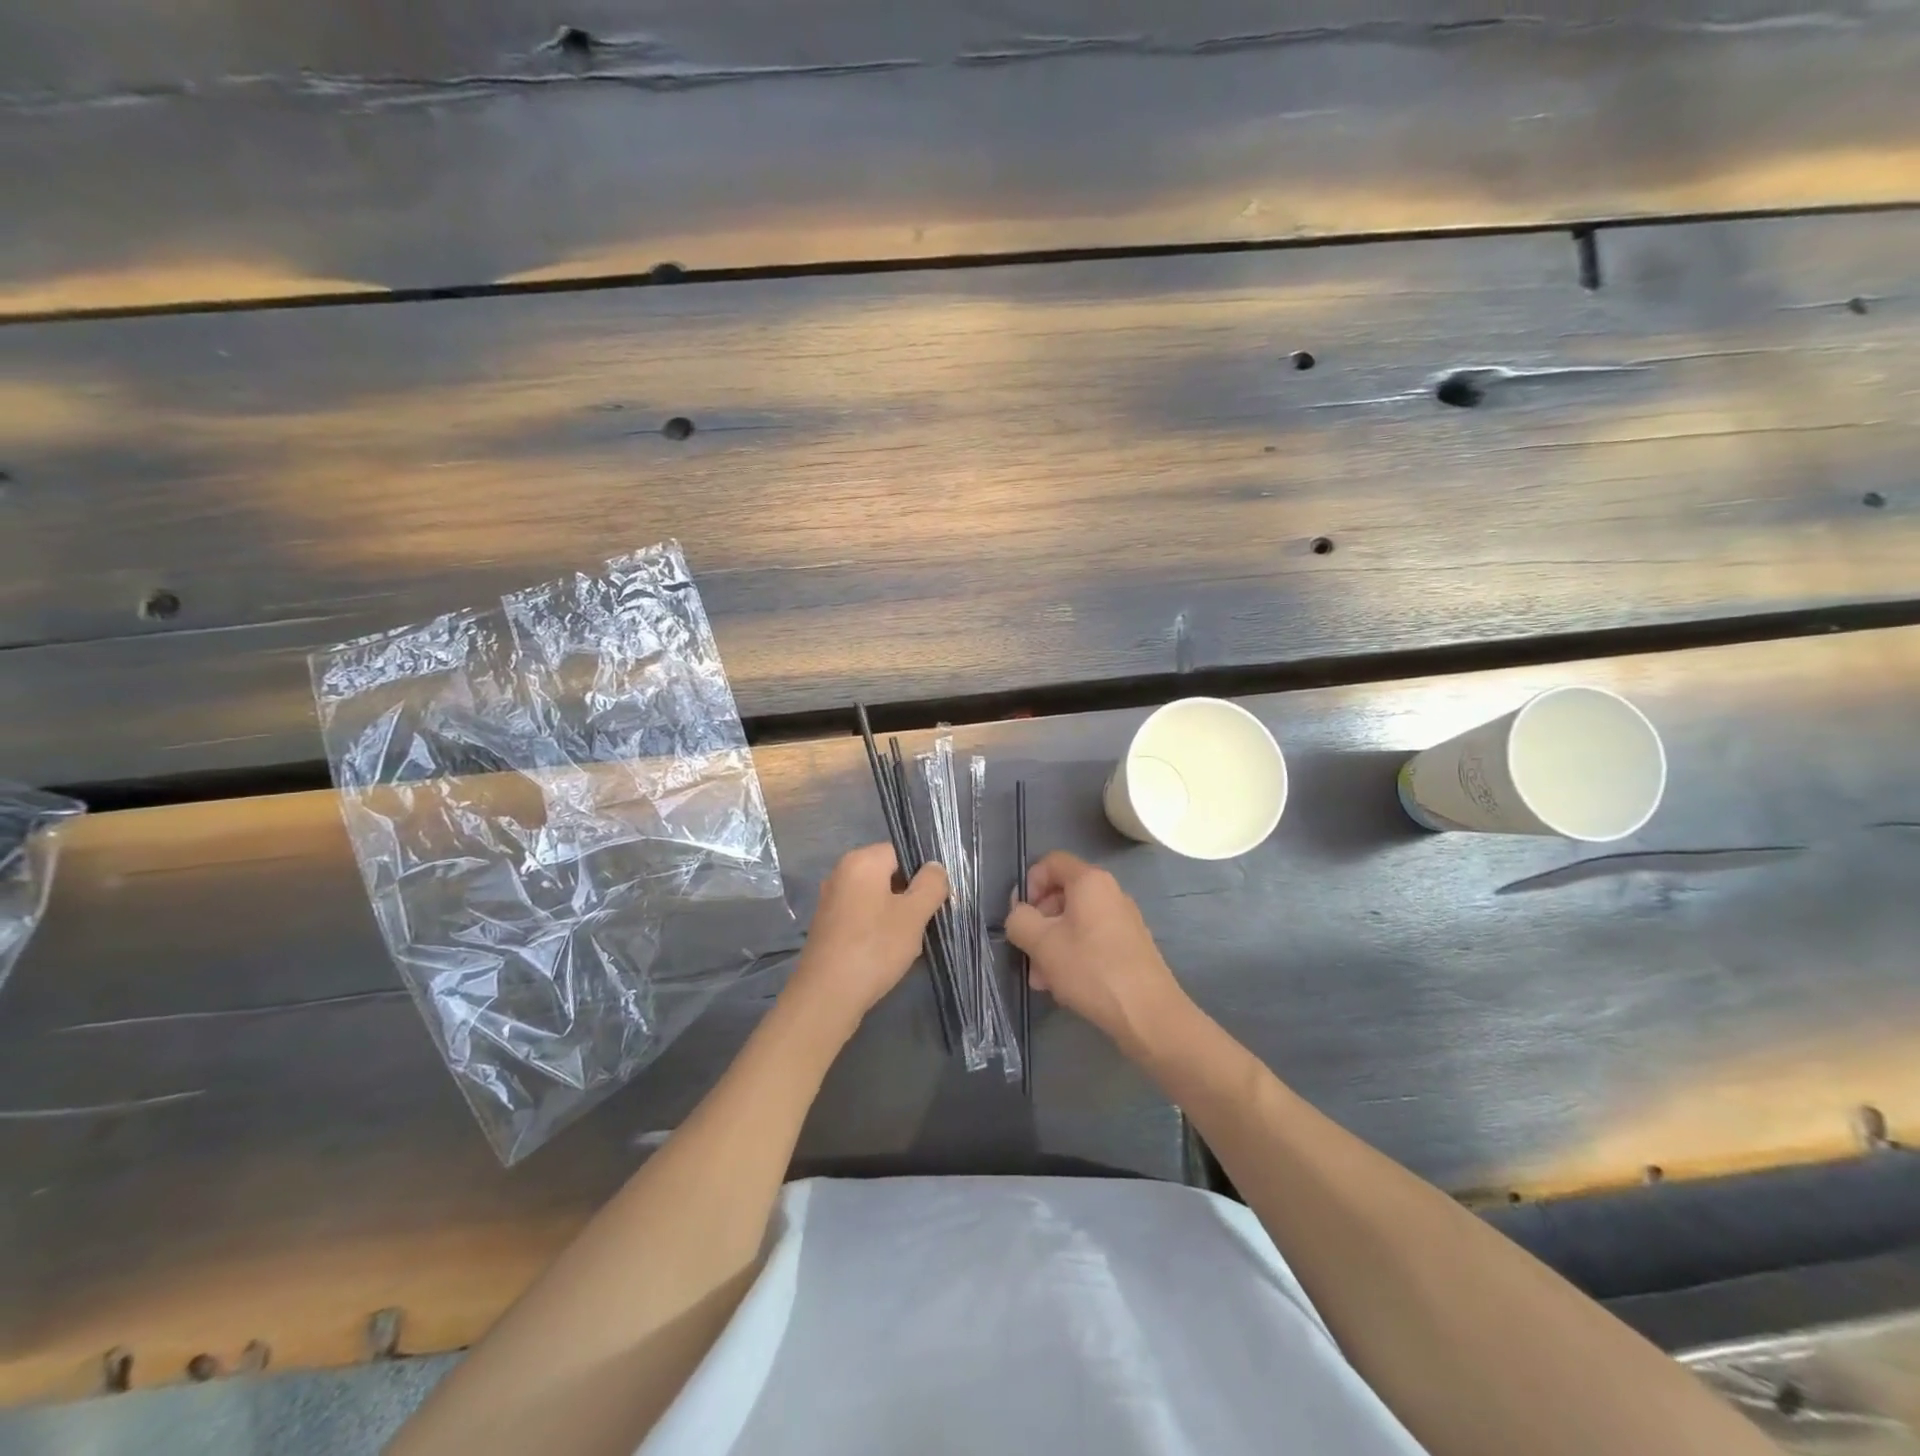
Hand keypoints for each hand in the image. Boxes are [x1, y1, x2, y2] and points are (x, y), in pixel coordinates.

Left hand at [785, 844, 948, 1033]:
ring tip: (904, 943)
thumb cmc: (875, 947)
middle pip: (888, 875)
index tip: (932, 901)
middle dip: (908, 898)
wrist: (827, 995)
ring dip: (894, 916)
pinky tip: (883, 954)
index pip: (901, 852)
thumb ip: (931, 885)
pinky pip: (860, 916)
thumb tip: (935, 867)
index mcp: (861, 860)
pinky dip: (875, 929)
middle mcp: (841, 873)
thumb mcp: (914, 915)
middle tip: (921, 924)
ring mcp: (831, 900)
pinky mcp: (826, 925)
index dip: (922, 874)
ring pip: (876, 898)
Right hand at [1005, 851, 1192, 1060]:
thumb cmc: (1090, 969)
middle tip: (1028, 954)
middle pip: (1062, 895)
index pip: (1051, 863)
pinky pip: (1093, 940)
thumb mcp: (1041, 943)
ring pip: (1075, 923)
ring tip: (1043, 980)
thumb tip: (1020, 915)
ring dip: (1053, 946)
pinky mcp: (1131, 946)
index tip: (1021, 915)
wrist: (1148, 1013)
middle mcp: (1110, 892)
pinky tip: (1066, 986)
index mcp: (1090, 881)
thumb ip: (1019, 920)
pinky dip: (1074, 956)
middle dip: (1039, 923)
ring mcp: (1124, 920)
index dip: (1029, 883)